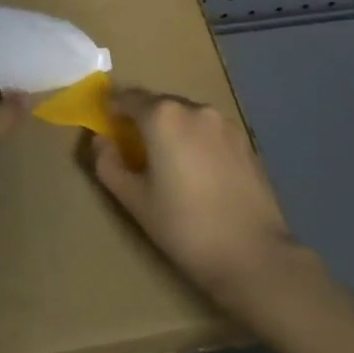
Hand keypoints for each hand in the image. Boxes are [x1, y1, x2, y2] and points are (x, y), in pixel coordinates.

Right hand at [90, 88, 299, 305]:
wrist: (253, 255)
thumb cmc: (184, 227)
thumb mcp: (134, 200)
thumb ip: (108, 164)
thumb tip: (100, 141)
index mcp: (163, 116)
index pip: (129, 97)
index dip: (113, 108)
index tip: (106, 123)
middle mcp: (195, 109)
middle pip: (160, 104)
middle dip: (144, 119)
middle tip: (135, 148)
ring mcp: (225, 123)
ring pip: (187, 116)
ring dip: (173, 129)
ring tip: (169, 162)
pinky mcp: (246, 141)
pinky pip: (210, 131)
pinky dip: (197, 141)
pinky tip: (199, 172)